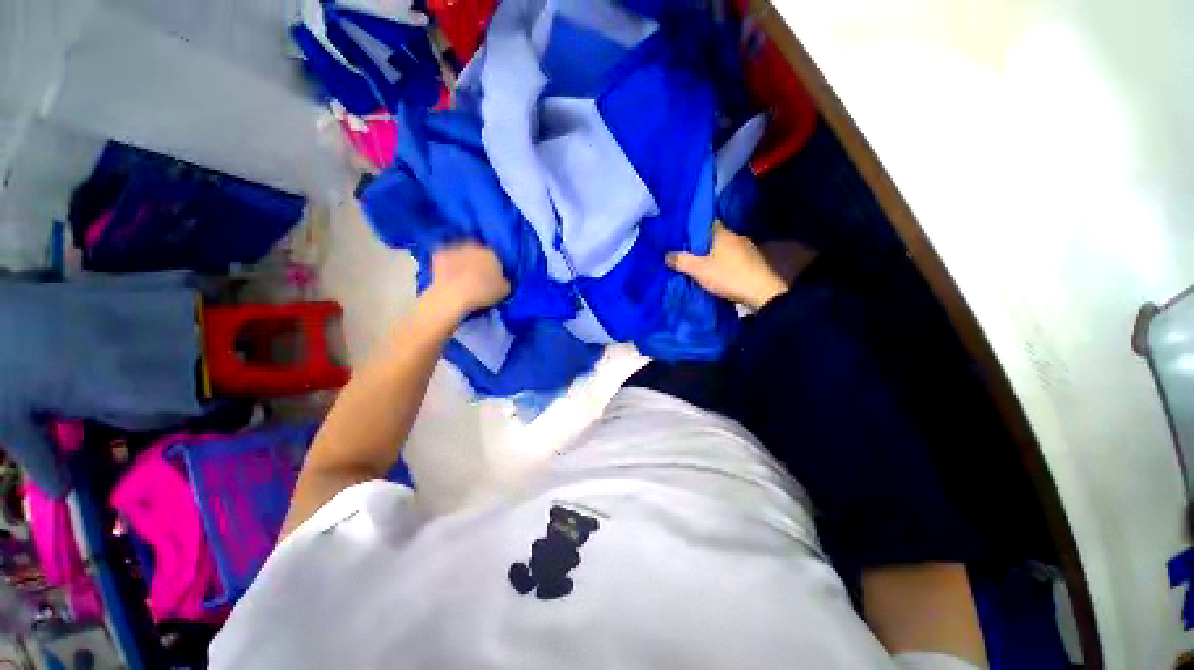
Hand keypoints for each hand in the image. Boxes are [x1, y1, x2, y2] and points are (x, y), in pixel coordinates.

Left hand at [426, 242, 510, 316]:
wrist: (454, 295)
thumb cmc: (483, 292)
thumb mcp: (505, 290)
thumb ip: (504, 281)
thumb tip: (501, 279)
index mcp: (491, 253)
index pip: (495, 258)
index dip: (493, 268)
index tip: (491, 278)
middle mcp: (473, 246)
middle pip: (477, 253)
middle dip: (477, 262)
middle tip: (476, 277)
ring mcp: (454, 248)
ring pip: (460, 253)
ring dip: (462, 261)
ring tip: (461, 276)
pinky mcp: (438, 254)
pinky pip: (445, 258)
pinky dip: (446, 265)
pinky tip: (448, 276)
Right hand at [667, 223, 787, 309]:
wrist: (762, 293)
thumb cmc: (729, 276)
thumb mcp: (699, 271)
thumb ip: (682, 261)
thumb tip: (667, 255)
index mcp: (723, 234)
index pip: (706, 223)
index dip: (693, 229)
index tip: (683, 237)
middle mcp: (737, 237)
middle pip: (715, 236)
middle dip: (702, 244)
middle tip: (688, 253)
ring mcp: (748, 249)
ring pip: (725, 248)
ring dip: (714, 254)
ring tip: (701, 264)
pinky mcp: (754, 262)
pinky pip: (733, 258)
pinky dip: (725, 263)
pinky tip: (718, 272)